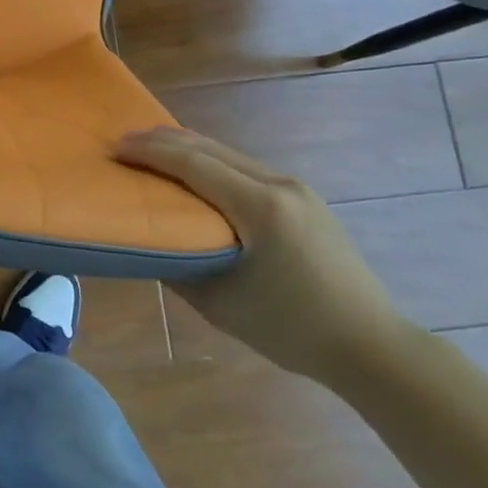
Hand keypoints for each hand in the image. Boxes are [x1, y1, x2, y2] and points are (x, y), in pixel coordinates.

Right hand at [114, 127, 408, 383]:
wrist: (372, 346)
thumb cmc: (291, 329)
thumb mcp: (220, 304)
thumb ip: (178, 265)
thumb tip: (147, 239)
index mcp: (261, 208)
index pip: (194, 164)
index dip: (150, 153)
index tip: (115, 150)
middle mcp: (280, 185)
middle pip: (210, 148)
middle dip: (163, 141)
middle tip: (123, 142)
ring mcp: (296, 189)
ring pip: (228, 153)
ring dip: (186, 148)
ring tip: (150, 150)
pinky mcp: (304, 199)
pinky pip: (245, 167)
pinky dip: (210, 161)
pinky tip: (194, 170)